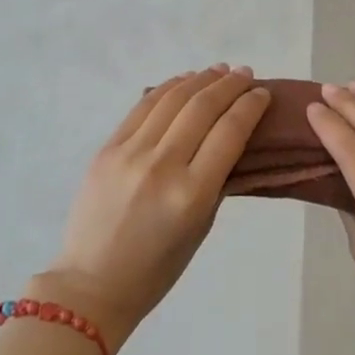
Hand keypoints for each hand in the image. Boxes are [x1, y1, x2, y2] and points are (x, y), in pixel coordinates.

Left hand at [37, 66, 271, 350]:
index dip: (250, 106)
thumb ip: (216, 180)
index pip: (229, 132)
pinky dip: (167, 88)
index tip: (263, 93)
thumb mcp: (201, 227)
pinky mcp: (107, 148)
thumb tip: (230, 138)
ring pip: (172, 99)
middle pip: (202, 107)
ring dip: (200, 79)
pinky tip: (183, 81)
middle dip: (229, 86)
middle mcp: (161, 166)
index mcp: (191, 194)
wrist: (92, 284)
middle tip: (246, 75)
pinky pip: (143, 107)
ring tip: (219, 71)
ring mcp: (130, 153)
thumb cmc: (156, 269)